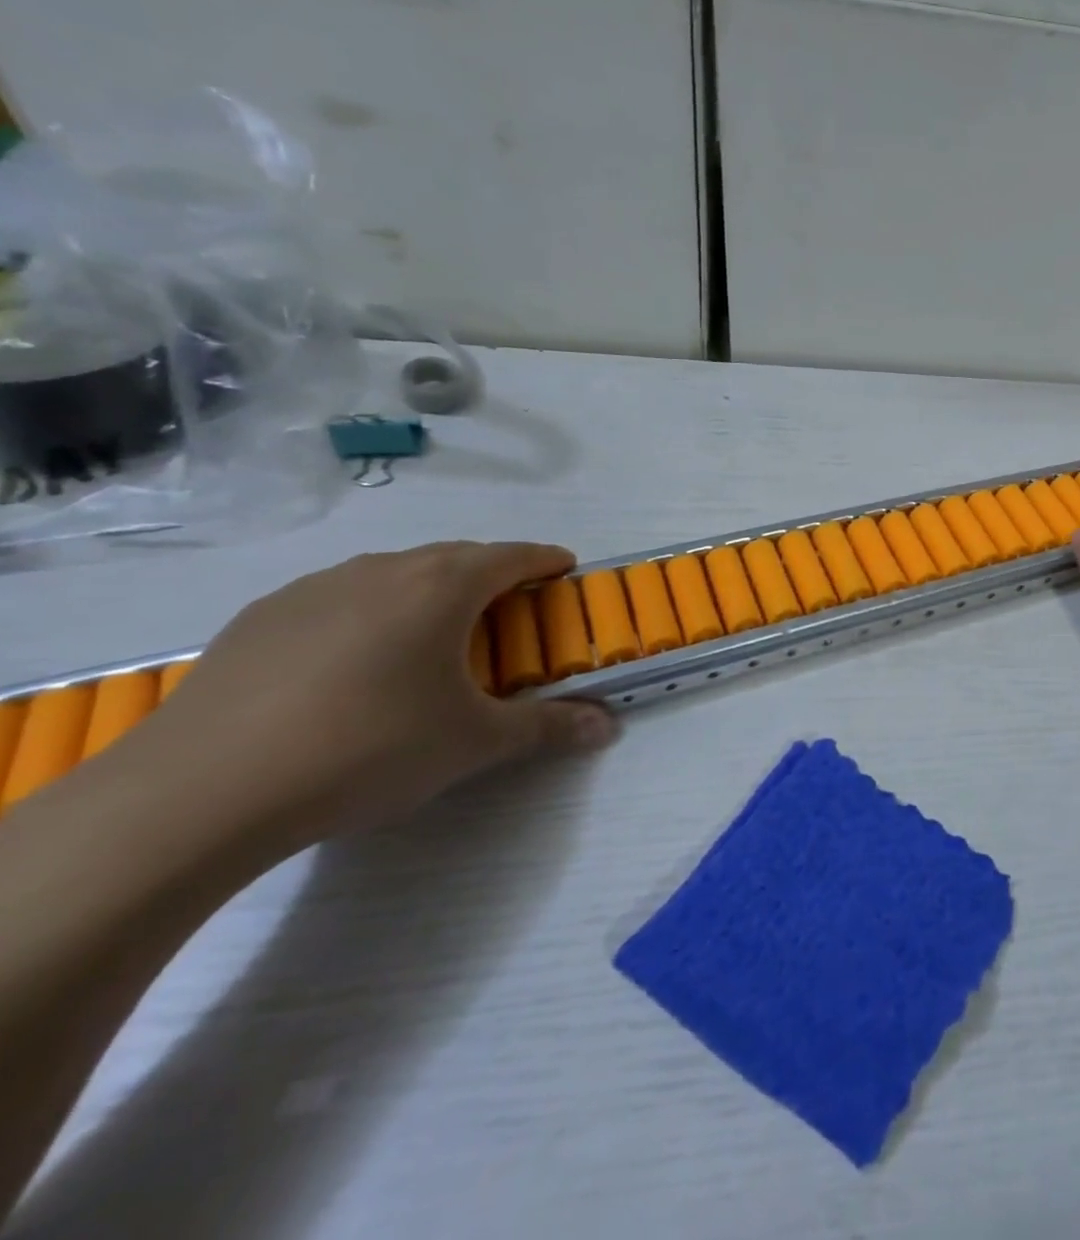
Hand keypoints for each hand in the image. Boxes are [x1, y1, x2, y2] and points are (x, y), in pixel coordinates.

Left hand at [138, 542, 617, 848]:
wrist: (202, 792)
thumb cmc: (368, 750)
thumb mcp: (474, 743)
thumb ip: (548, 727)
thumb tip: (607, 727)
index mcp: (441, 588)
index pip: (511, 556)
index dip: (544, 560)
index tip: (564, 568)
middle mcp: (381, 571)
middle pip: (453, 556)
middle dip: (491, 571)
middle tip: (509, 605)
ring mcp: (313, 590)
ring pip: (392, 571)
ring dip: (427, 587)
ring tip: (434, 630)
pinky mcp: (259, 618)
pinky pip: (337, 595)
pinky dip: (369, 608)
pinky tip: (355, 658)